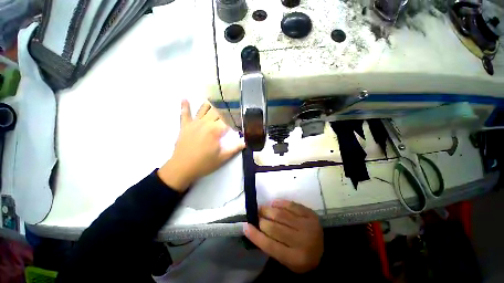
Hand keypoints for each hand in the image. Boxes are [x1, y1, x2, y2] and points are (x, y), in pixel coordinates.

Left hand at [158, 100, 244, 191]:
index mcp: (216, 130)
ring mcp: (194, 123)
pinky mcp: (185, 126)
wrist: (182, 168)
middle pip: (218, 111)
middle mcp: (206, 123)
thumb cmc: (204, 163)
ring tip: (216, 97)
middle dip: (226, 108)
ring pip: (204, 109)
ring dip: (210, 104)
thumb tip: (246, 142)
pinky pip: (184, 114)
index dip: (236, 117)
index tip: (241, 115)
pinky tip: (185, 98)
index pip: (229, 120)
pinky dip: (185, 106)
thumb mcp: (223, 158)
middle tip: (231, 104)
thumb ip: (235, 148)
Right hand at [244, 200, 323, 273]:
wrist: (325, 251)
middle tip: (256, 215)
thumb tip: (254, 228)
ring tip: (262, 208)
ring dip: (268, 210)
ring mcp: (308, 226)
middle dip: (261, 220)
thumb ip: (271, 246)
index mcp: (296, 259)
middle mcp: (303, 242)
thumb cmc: (301, 258)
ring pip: (282, 215)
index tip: (245, 225)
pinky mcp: (311, 215)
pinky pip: (292, 205)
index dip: (256, 235)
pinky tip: (274, 203)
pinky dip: (281, 203)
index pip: (271, 246)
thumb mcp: (286, 260)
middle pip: (275, 228)